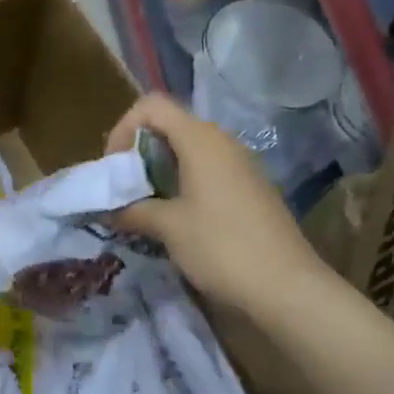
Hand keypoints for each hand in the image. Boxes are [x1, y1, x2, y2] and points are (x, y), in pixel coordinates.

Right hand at [108, 94, 329, 311]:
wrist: (285, 286)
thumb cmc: (221, 247)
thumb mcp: (168, 227)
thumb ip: (132, 210)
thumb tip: (107, 209)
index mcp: (201, 140)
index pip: (152, 107)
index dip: (125, 129)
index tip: (114, 168)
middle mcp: (222, 143)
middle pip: (169, 128)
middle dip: (138, 154)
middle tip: (121, 190)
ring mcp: (239, 166)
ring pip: (187, 153)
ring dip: (158, 173)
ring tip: (142, 207)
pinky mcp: (248, 190)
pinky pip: (206, 173)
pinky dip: (180, 186)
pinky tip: (173, 220)